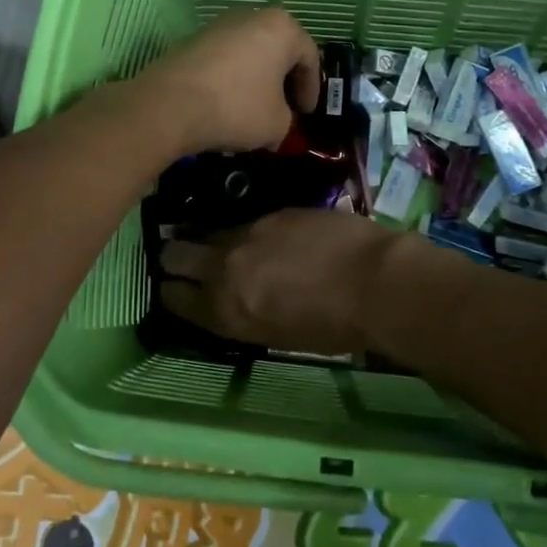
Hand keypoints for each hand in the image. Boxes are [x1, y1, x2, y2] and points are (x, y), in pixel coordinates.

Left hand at [138, 7, 320, 156]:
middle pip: (278, 50)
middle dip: (284, 81)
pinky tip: (226, 105)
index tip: (305, 114)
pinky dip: (232, 79)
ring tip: (255, 109)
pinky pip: (224, 60)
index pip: (309, 57)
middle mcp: (251, 16)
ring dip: (257, 79)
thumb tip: (274, 122)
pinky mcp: (192, 40)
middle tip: (285, 108)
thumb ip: (286, 119)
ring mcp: (218, 25)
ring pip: (250, 53)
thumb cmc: (237, 107)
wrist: (169, 104)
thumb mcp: (277, 124)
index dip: (311, 89)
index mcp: (281, 28)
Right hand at [159, 209, 401, 355]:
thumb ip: (244, 313)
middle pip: (175, 254)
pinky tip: (268, 236)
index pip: (173, 297)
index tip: (174, 288)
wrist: (375, 281)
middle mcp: (224, 268)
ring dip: (208, 238)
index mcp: (224, 310)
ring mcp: (247, 233)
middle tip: (185, 259)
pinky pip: (245, 220)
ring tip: (223, 244)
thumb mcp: (278, 335)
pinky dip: (248, 229)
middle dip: (175, 257)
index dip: (170, 292)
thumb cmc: (334, 327)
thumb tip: (233, 299)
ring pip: (208, 231)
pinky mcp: (273, 211)